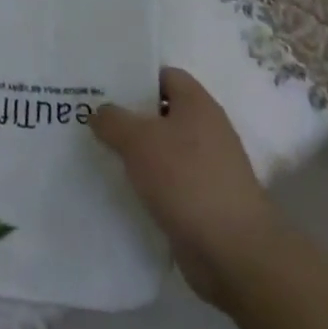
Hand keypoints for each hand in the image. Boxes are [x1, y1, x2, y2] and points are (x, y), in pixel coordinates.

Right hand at [91, 66, 276, 304]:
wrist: (234, 253)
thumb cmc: (187, 180)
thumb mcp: (137, 140)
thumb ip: (112, 120)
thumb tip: (100, 113)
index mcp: (197, 104)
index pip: (164, 75)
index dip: (134, 77)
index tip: (103, 86)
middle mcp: (207, 130)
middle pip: (161, 113)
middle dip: (129, 117)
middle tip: (93, 119)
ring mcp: (209, 169)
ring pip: (164, 150)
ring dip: (137, 153)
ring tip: (100, 153)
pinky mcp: (206, 202)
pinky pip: (170, 182)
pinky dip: (149, 184)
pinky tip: (123, 189)